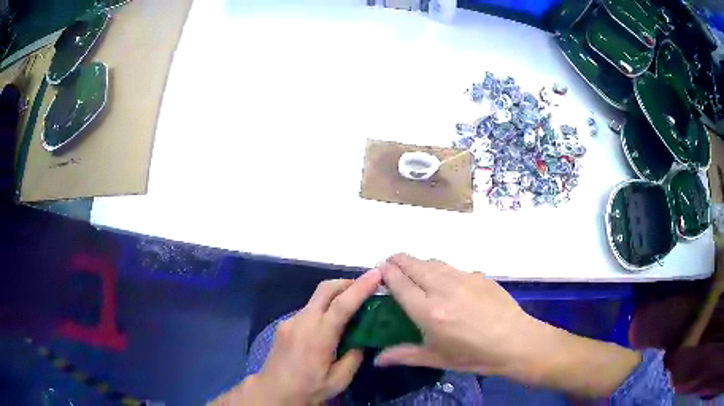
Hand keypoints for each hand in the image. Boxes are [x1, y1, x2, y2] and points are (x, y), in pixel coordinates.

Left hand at [216, 269, 381, 404]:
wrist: (273, 392)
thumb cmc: (308, 389)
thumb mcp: (339, 380)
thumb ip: (354, 357)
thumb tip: (363, 339)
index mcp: (318, 337)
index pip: (341, 305)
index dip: (360, 287)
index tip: (376, 274)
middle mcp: (302, 322)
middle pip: (325, 289)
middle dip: (347, 282)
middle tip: (366, 287)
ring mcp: (291, 321)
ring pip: (316, 298)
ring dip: (335, 296)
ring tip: (351, 309)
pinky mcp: (285, 325)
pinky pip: (308, 310)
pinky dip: (323, 309)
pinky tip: (329, 326)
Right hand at [374, 253, 538, 377]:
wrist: (515, 341)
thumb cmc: (473, 355)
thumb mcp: (436, 358)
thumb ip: (404, 355)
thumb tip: (377, 360)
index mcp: (429, 311)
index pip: (400, 284)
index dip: (387, 273)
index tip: (379, 269)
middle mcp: (443, 289)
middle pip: (414, 265)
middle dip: (398, 261)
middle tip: (389, 262)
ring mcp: (463, 278)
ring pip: (433, 262)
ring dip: (418, 262)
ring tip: (412, 268)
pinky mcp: (479, 275)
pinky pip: (452, 267)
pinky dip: (439, 268)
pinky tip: (443, 280)